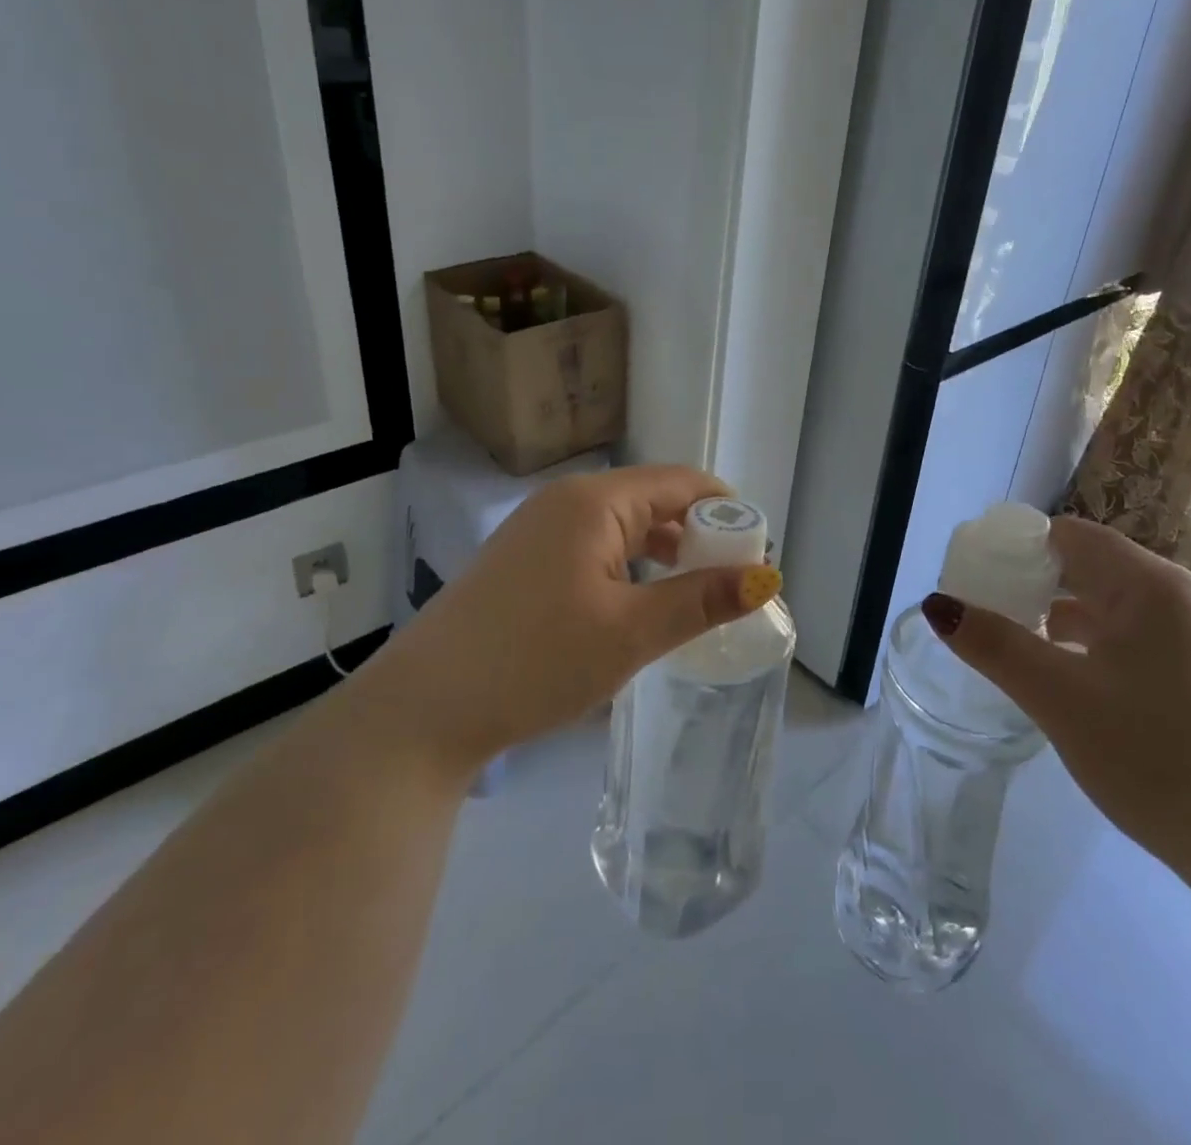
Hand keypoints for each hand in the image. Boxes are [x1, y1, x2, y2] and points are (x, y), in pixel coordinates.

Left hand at [358, 465, 781, 784]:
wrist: (424, 710)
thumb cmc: (536, 660)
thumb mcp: (631, 632)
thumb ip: (701, 599)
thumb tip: (766, 578)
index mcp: (595, 500)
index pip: (681, 482)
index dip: (726, 510)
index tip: (756, 553)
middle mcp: (566, 500)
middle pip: (652, 500)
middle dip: (697, 533)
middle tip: (730, 582)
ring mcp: (538, 528)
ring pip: (622, 526)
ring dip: (663, 551)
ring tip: (692, 595)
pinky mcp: (523, 559)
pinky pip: (593, 546)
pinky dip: (628, 566)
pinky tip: (636, 602)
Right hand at [920, 517, 1190, 909]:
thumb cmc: (1157, 760)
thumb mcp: (1059, 698)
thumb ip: (993, 644)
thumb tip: (936, 603)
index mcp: (1150, 585)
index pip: (1066, 536)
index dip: (1013, 547)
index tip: (970, 576)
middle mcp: (1179, 597)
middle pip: (1086, 565)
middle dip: (1029, 582)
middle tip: (980, 611)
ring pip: (1108, 603)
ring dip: (1056, 613)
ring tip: (1010, 642)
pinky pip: (1131, 635)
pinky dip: (1088, 642)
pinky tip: (1062, 675)